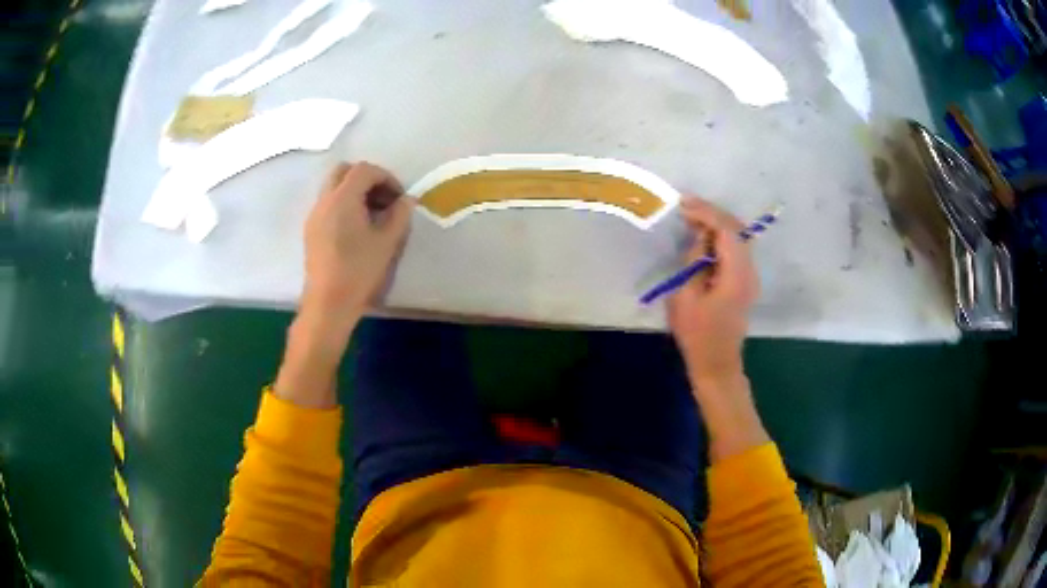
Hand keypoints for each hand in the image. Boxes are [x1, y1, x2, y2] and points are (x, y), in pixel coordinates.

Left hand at [302, 161, 412, 329]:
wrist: (328, 303)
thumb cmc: (359, 271)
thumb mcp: (387, 242)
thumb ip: (400, 214)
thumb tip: (407, 200)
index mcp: (342, 198)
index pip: (364, 170)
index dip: (386, 177)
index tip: (399, 197)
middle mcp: (324, 200)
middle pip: (344, 171)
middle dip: (366, 179)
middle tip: (383, 199)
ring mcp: (314, 215)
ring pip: (334, 187)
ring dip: (354, 191)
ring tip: (372, 215)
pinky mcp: (311, 230)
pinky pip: (328, 204)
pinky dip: (343, 204)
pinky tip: (356, 229)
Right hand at [668, 197, 766, 460]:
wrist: (717, 364)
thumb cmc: (697, 335)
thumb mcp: (685, 296)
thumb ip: (693, 261)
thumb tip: (699, 237)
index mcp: (736, 274)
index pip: (727, 230)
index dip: (706, 213)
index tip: (683, 205)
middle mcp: (749, 270)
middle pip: (737, 229)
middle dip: (712, 213)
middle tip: (686, 208)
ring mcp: (750, 276)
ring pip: (738, 237)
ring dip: (717, 224)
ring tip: (691, 219)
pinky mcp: (745, 281)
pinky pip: (735, 249)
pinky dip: (720, 238)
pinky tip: (702, 239)